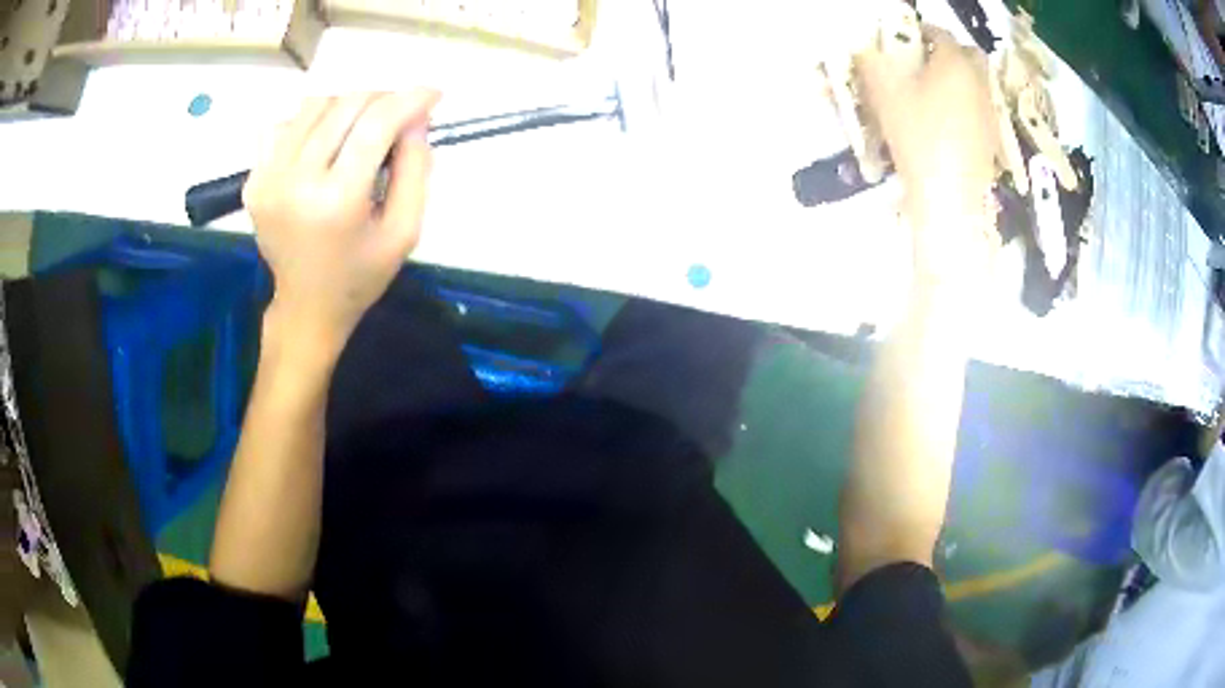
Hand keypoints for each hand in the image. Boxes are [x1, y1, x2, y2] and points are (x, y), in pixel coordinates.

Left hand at [244, 90, 440, 356]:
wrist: (306, 306)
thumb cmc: (361, 274)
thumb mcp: (406, 231)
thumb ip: (416, 169)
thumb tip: (416, 116)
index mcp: (337, 201)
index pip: (376, 123)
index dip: (410, 99)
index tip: (433, 94)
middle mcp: (296, 181)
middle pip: (345, 104)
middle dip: (382, 98)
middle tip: (399, 115)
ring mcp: (267, 178)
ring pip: (314, 105)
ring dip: (346, 106)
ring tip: (361, 128)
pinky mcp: (253, 180)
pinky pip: (283, 124)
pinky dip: (309, 122)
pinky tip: (321, 144)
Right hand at [859, 30, 1001, 290]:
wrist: (951, 198)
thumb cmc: (919, 137)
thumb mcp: (884, 93)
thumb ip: (871, 62)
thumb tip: (864, 47)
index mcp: (955, 62)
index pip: (938, 32)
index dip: (918, 32)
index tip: (902, 41)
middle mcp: (979, 81)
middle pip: (967, 55)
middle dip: (948, 53)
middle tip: (924, 65)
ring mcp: (991, 111)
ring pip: (976, 82)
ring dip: (958, 80)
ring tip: (933, 95)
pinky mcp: (994, 138)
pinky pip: (981, 109)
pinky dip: (967, 107)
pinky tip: (948, 124)